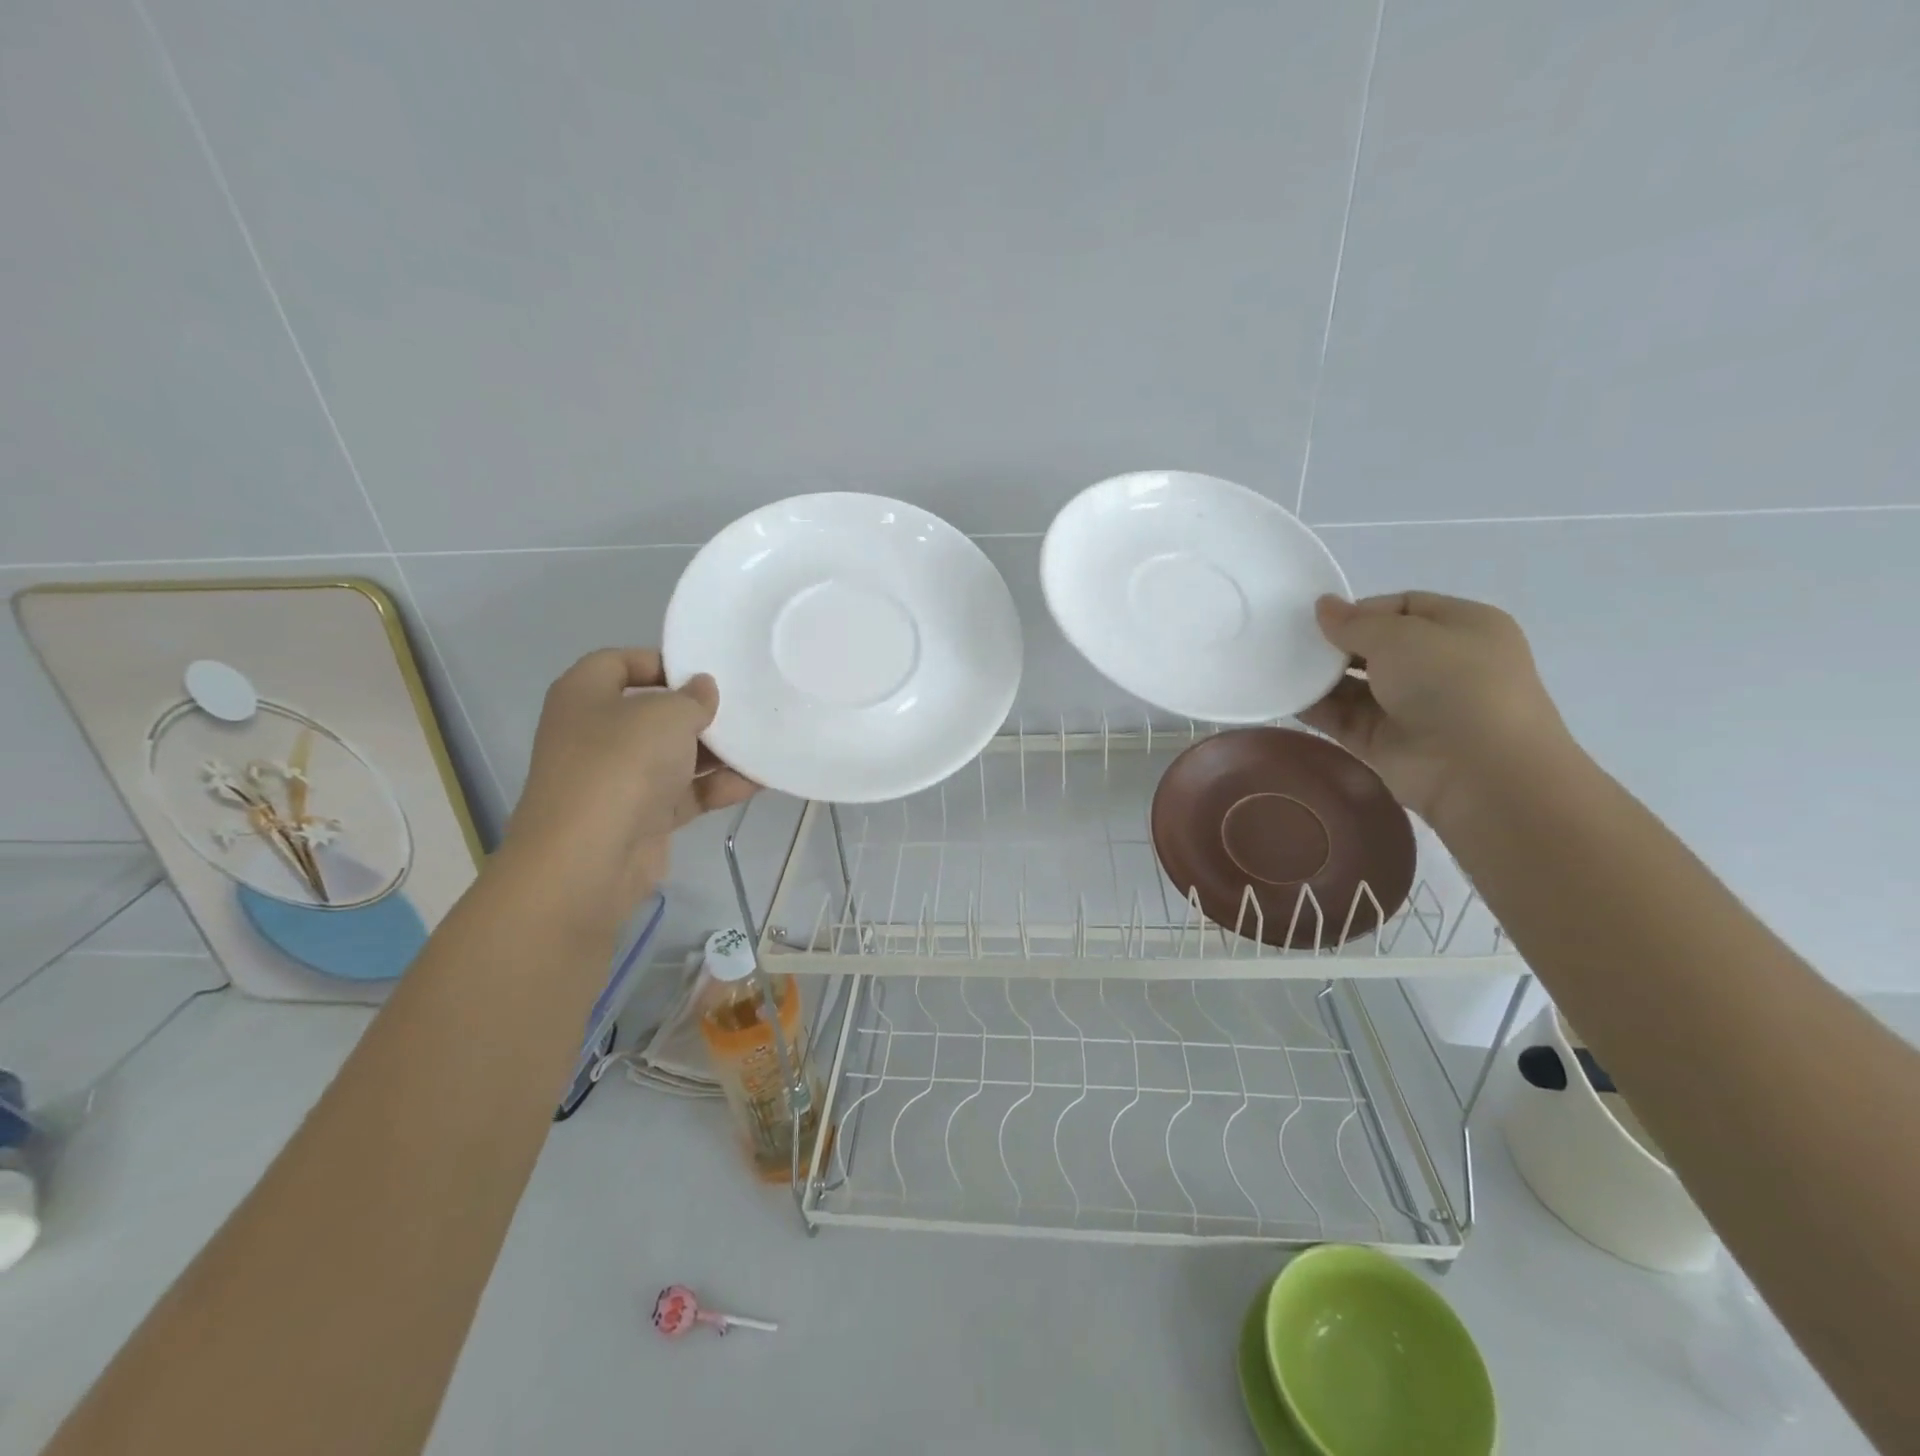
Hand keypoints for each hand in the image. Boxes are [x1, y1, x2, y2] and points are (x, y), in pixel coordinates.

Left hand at [502, 649, 755, 926]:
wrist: (590, 858)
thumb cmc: (622, 764)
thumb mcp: (666, 715)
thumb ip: (693, 698)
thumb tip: (703, 689)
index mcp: (585, 696)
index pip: (619, 663)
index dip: (661, 662)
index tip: (706, 671)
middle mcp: (597, 734)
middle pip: (653, 713)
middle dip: (699, 712)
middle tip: (743, 707)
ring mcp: (619, 779)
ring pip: (675, 756)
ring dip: (717, 753)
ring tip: (762, 743)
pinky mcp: (642, 816)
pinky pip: (686, 793)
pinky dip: (717, 787)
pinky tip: (758, 781)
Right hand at [1298, 592, 1574, 827]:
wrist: (1480, 771)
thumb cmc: (1453, 683)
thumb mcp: (1402, 636)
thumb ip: (1355, 623)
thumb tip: (1323, 606)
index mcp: (1462, 628)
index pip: (1404, 607)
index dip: (1361, 610)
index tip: (1319, 618)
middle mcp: (1439, 665)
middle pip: (1376, 647)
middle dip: (1336, 645)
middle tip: (1290, 641)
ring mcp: (1411, 707)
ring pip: (1356, 685)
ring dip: (1321, 677)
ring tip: (1279, 666)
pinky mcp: (1385, 742)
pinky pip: (1344, 718)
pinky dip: (1316, 709)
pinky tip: (1285, 697)